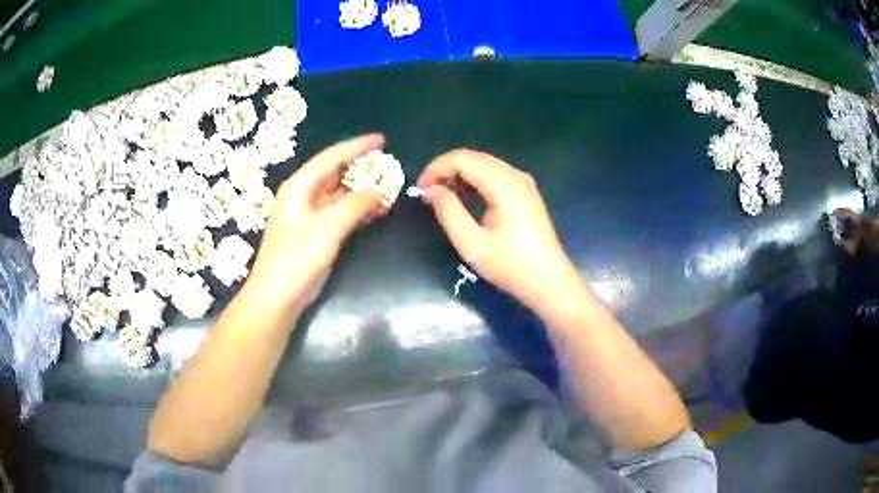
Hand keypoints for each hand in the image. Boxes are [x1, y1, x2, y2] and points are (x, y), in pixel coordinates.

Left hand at [243, 135, 385, 316]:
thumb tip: (380, 188)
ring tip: (389, 189)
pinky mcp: (317, 234)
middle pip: (336, 173)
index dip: (357, 147)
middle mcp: (304, 196)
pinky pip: (341, 213)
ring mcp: (311, 215)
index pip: (331, 158)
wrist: (278, 297)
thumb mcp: (327, 228)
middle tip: (389, 166)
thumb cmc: (296, 258)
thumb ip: (355, 205)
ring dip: (363, 191)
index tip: (382, 140)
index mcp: (300, 186)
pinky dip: (359, 210)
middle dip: (362, 168)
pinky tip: (377, 211)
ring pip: (341, 194)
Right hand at [417, 150, 579, 310]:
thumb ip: (449, 212)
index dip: (437, 168)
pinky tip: (464, 200)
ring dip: (459, 175)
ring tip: (441, 197)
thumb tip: (430, 190)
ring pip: (483, 165)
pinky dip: (474, 182)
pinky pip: (494, 176)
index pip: (463, 159)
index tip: (419, 189)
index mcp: (505, 184)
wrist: (549, 281)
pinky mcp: (525, 193)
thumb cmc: (511, 266)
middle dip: (446, 170)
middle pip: (473, 158)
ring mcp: (523, 183)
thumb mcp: (472, 244)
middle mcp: (515, 176)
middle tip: (427, 192)